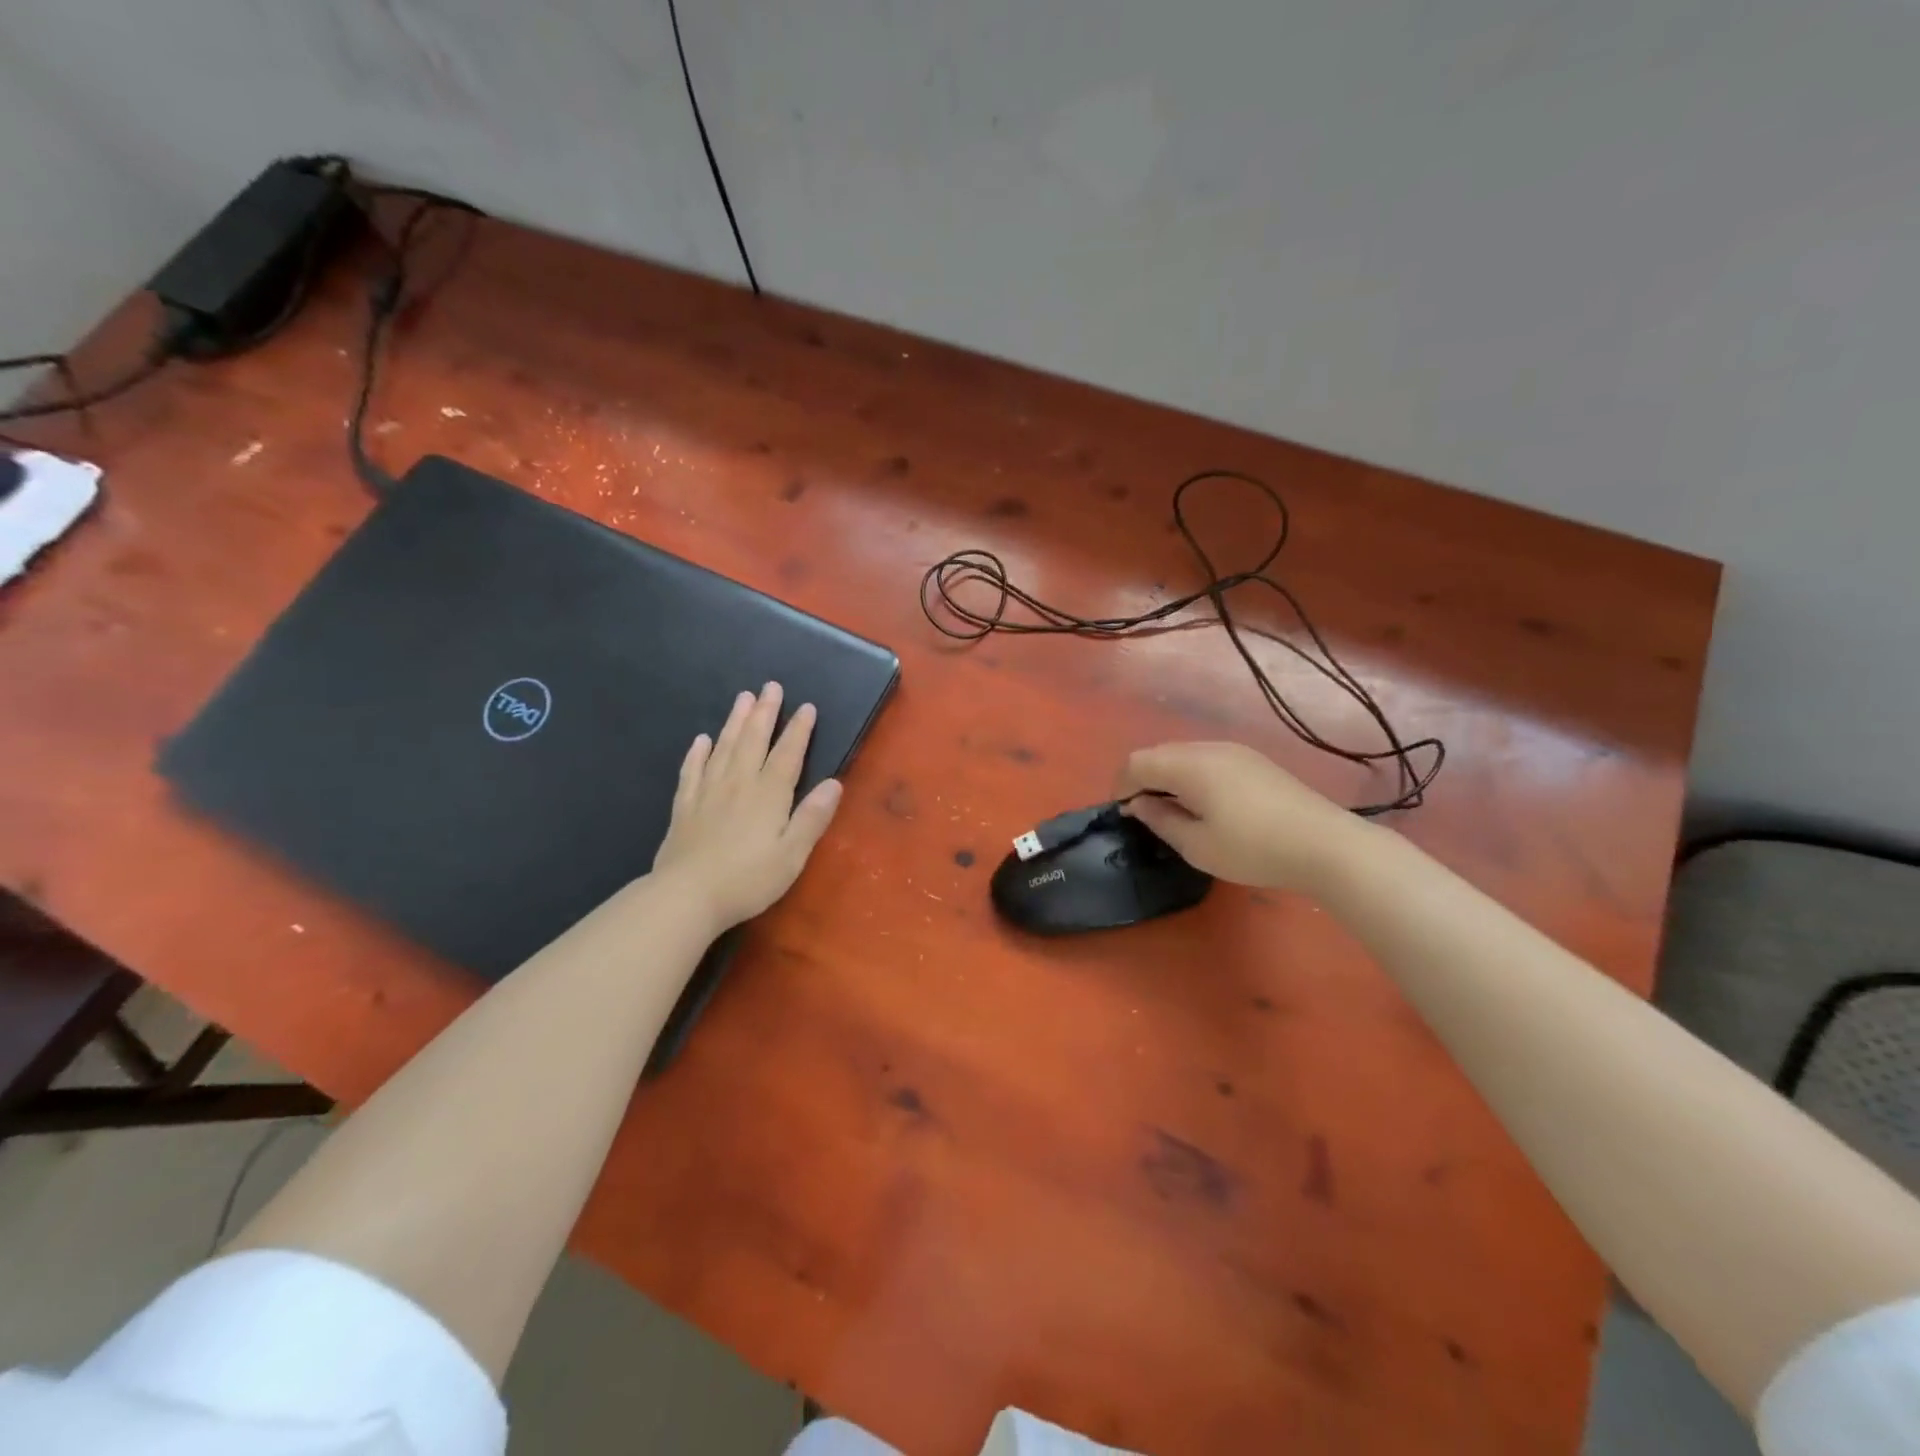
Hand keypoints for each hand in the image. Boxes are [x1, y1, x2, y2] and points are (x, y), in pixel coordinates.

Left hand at [651, 683, 842, 931]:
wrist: (686, 896)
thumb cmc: (748, 880)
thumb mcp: (792, 855)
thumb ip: (812, 817)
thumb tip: (834, 783)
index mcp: (769, 795)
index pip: (788, 754)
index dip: (798, 730)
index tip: (806, 707)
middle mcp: (738, 784)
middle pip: (753, 740)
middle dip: (765, 712)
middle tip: (770, 686)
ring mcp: (708, 793)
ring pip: (723, 748)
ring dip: (735, 721)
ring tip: (742, 698)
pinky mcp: (684, 807)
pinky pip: (692, 771)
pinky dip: (697, 753)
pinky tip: (701, 740)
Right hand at [1115, 741, 1366, 891]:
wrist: (1325, 845)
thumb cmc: (1253, 848)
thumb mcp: (1197, 845)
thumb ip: (1161, 820)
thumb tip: (1139, 804)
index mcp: (1189, 765)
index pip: (1137, 762)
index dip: (1121, 785)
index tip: (1122, 814)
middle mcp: (1209, 748)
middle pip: (1160, 753)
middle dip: (1143, 779)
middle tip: (1143, 813)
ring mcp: (1235, 751)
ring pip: (1184, 754)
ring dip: (1168, 776)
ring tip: (1172, 810)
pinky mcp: (1254, 761)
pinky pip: (1207, 759)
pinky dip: (1192, 775)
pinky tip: (1204, 803)